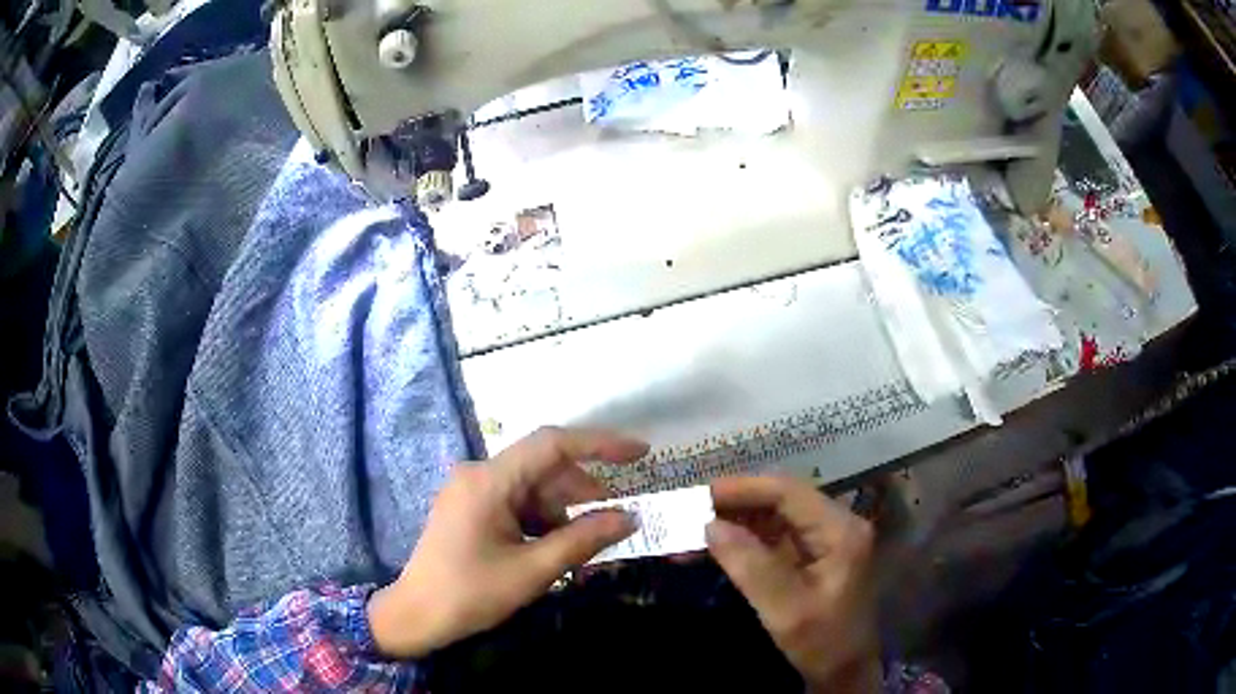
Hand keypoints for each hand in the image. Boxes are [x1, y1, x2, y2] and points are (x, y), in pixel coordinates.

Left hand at [368, 427, 645, 658]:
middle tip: (613, 521)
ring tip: (581, 544)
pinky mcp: (469, 507)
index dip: (600, 443)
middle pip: (543, 467)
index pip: (552, 444)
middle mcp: (478, 474)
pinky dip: (540, 519)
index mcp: (489, 481)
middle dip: (582, 492)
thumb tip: (629, 517)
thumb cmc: (471, 594)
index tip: (640, 453)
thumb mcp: (533, 570)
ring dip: (562, 511)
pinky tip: (551, 546)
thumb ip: (583, 539)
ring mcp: (471, 490)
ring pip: (532, 486)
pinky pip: (515, 501)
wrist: (416, 616)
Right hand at [707, 476, 880, 693]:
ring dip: (736, 520)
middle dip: (735, 504)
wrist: (847, 670)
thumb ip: (750, 566)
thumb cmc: (823, 643)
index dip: (742, 488)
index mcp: (840, 530)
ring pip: (775, 515)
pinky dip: (745, 538)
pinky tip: (717, 546)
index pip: (788, 492)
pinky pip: (776, 535)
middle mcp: (838, 524)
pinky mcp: (815, 554)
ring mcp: (827, 538)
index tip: (699, 496)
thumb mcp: (785, 611)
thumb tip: (711, 525)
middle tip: (690, 512)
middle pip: (782, 498)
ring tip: (695, 529)